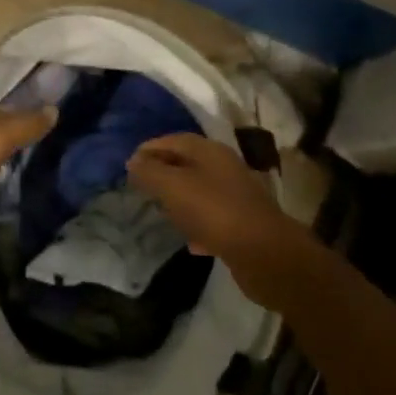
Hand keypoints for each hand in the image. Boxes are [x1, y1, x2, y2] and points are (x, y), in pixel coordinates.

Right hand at [127, 133, 312, 309]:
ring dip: (179, 199)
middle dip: (163, 173)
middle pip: (187, 163)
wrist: (265, 254)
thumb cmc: (214, 211)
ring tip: (161, 212)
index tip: (129, 164)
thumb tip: (133, 160)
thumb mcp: (173, 187)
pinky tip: (190, 241)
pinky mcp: (242, 223)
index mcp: (209, 151)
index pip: (173, 140)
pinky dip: (197, 224)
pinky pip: (212, 217)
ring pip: (199, 190)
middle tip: (141, 187)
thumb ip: (150, 172)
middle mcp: (224, 167)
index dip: (150, 149)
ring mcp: (236, 195)